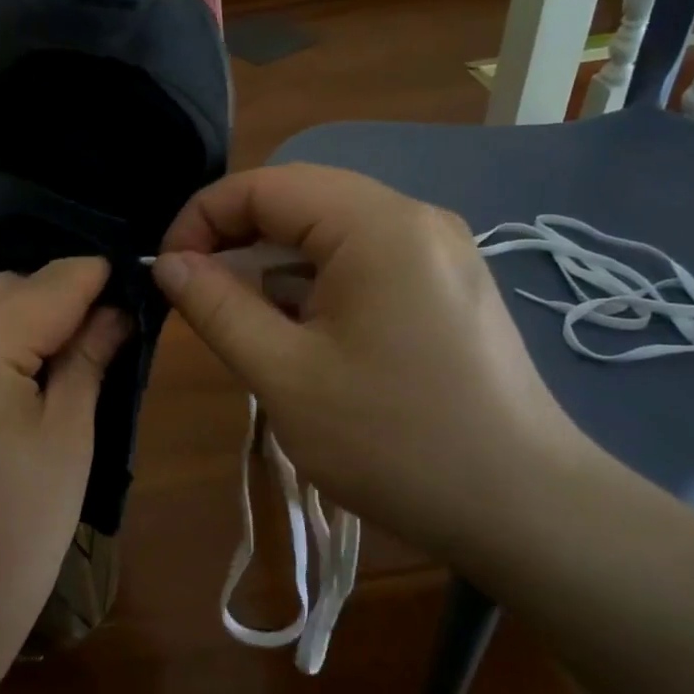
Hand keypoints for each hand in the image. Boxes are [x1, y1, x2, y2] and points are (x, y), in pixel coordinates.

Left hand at [0, 258, 128, 679]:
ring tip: (37, 353)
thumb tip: (115, 312)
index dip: (89, 278)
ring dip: (0, 314)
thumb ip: (87, 360)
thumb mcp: (67, 444)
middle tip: (85, 327)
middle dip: (44, 296)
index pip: (44, 287)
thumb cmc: (13, 541)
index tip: (119, 277)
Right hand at [154, 165, 605, 559]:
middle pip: (300, 201)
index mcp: (377, 225)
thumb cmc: (393, 442)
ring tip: (246, 324)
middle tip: (198, 297)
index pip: (266, 184)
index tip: (168, 270)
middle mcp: (414, 218)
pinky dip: (317, 285)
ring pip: (331, 233)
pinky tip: (302, 336)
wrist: (524, 509)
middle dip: (237, 241)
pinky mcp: (448, 285)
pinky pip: (364, 261)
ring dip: (276, 267)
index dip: (203, 218)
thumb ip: (217, 307)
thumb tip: (170, 263)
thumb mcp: (284, 376)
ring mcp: (439, 250)